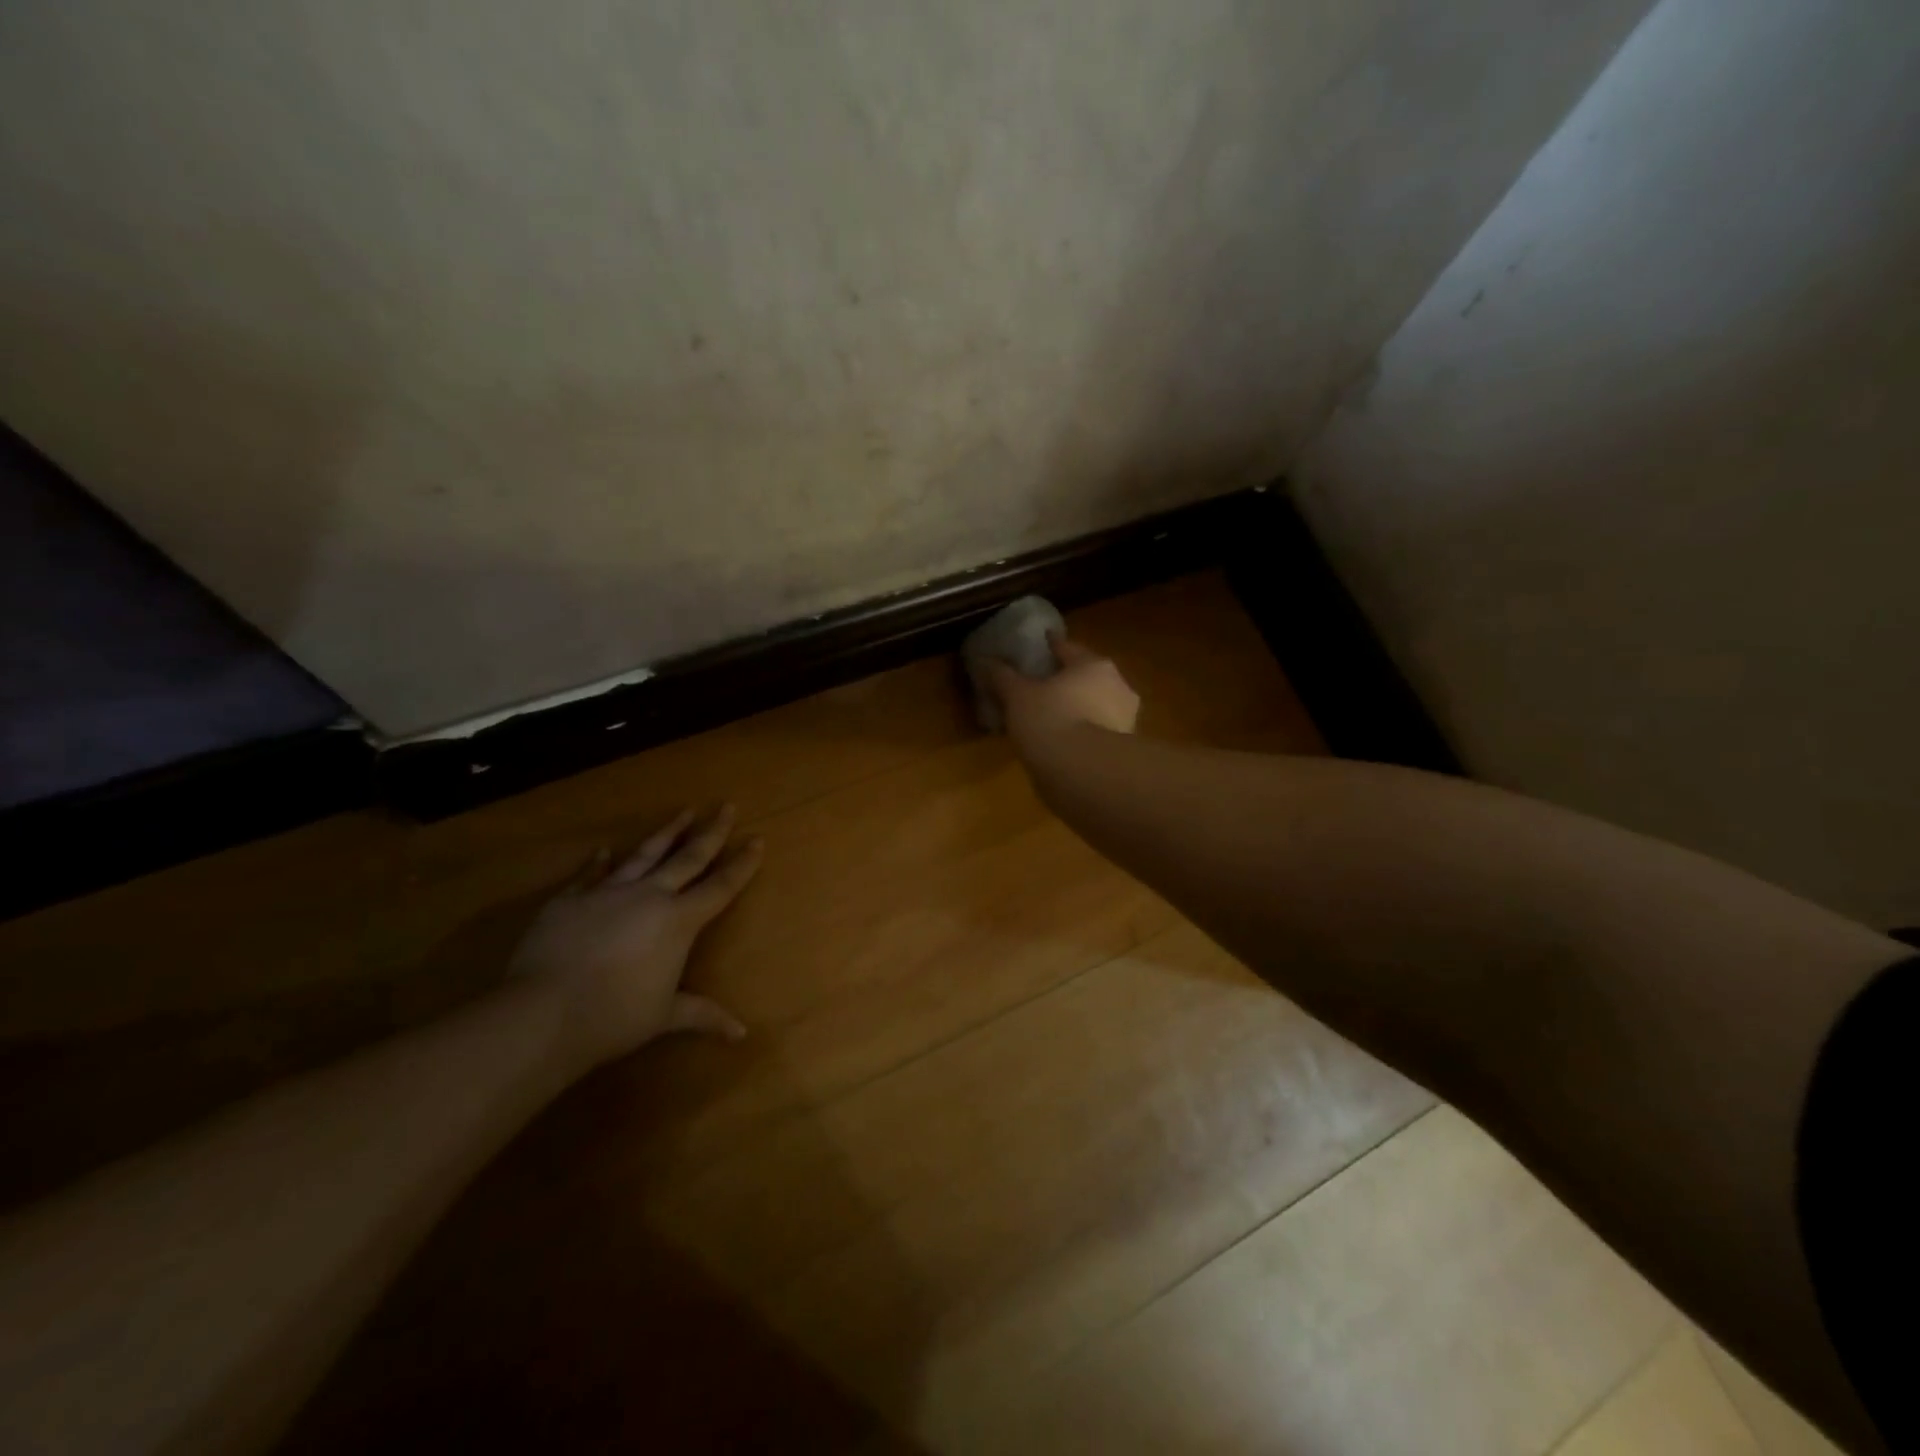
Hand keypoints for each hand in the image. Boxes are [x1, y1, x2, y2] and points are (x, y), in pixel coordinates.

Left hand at [508, 805, 762, 1070]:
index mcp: (679, 920)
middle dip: (711, 831)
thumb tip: (740, 1034)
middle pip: (688, 857)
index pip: (721, 885)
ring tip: (684, 811)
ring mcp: (608, 892)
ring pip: (645, 854)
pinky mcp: (571, 899)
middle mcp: (649, 896)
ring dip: (667, 832)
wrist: (544, 1013)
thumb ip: (702, 1015)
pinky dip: (598, 861)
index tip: (757, 839)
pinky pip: (590, 874)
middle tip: (726, 806)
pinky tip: (603, 849)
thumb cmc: (615, 1016)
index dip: (742, 863)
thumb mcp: (664, 1016)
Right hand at [984, 633, 1140, 742]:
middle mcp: (1117, 686)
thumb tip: (986, 661)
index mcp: (1093, 665)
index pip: (1068, 648)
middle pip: (1088, 677)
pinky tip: (1067, 742)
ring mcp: (1125, 719)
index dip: (1052, 645)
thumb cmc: (1049, 720)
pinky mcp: (1123, 750)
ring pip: (1097, 706)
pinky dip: (1084, 733)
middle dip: (1070, 680)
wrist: (1083, 772)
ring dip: (1080, 708)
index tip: (1044, 641)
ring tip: (1055, 717)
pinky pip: (1098, 732)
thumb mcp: (1017, 696)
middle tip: (1047, 684)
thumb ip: (1003, 677)